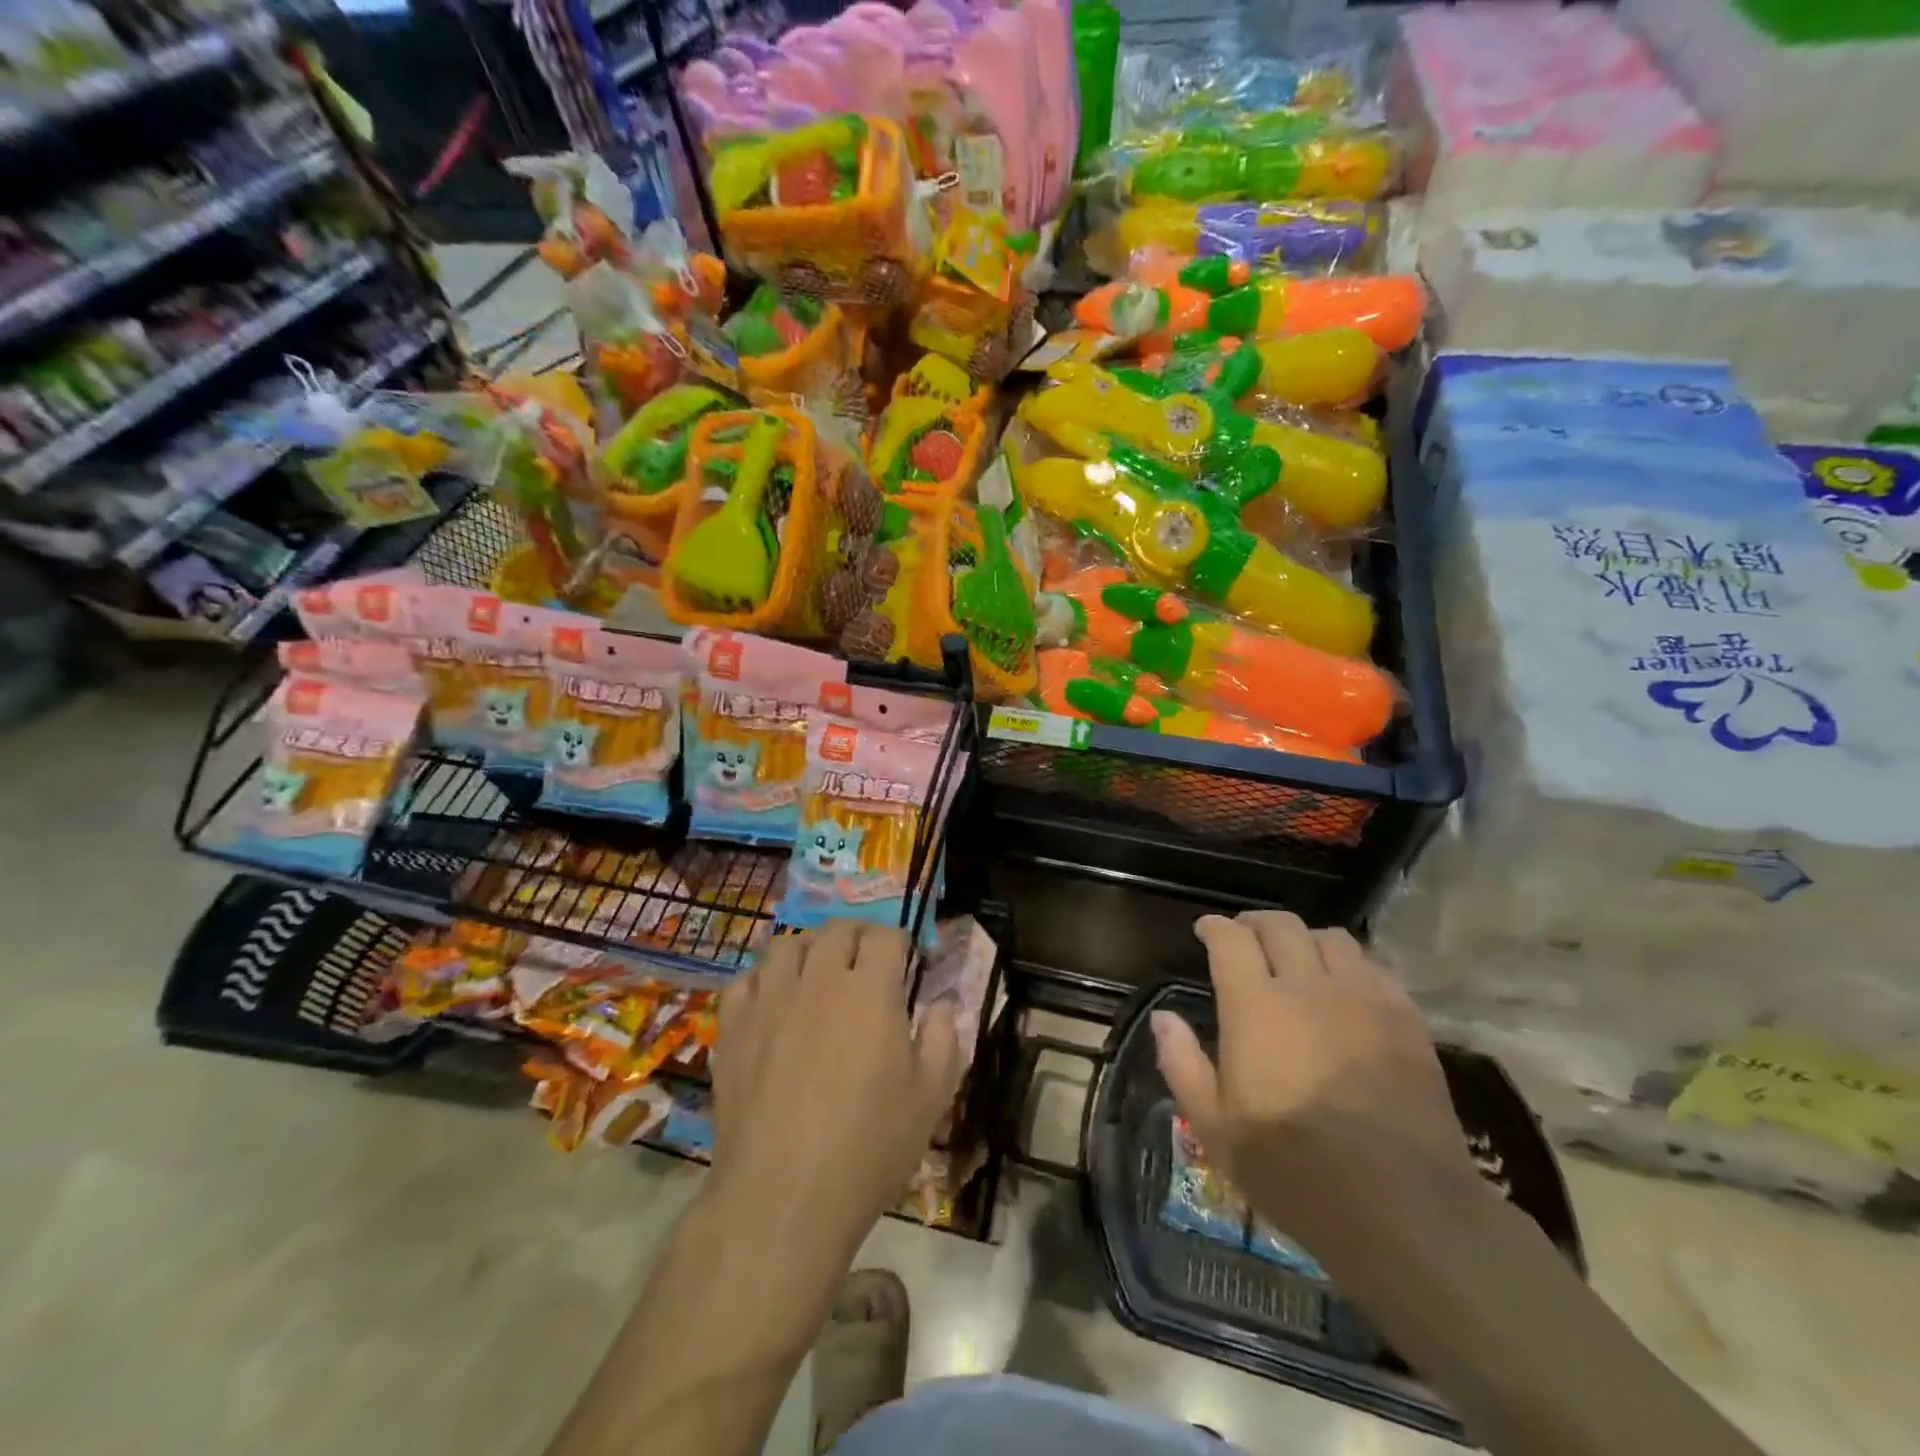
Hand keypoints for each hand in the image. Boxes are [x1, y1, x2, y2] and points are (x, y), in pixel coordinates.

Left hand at [713, 919, 960, 1258]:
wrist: (784, 1197)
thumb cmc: (869, 1146)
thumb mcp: (931, 1096)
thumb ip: (943, 1037)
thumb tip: (940, 1002)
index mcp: (870, 990)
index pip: (885, 936)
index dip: (900, 943)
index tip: (907, 963)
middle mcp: (818, 980)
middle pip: (836, 930)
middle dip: (858, 937)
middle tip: (867, 963)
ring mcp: (770, 1001)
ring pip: (787, 945)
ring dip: (809, 949)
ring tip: (819, 973)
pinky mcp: (734, 1028)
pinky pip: (745, 980)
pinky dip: (763, 980)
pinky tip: (773, 1001)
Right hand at [1153, 912, 1482, 1247]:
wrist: (1403, 1209)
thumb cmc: (1293, 1170)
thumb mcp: (1214, 1128)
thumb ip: (1182, 1063)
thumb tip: (1163, 1018)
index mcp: (1255, 1006)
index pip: (1230, 938)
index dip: (1214, 927)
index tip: (1205, 931)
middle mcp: (1307, 986)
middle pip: (1280, 925)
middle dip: (1255, 923)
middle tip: (1245, 938)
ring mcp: (1363, 999)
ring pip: (1332, 938)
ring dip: (1305, 939)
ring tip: (1297, 959)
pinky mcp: (1407, 1020)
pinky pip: (1376, 968)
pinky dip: (1352, 965)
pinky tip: (1347, 988)